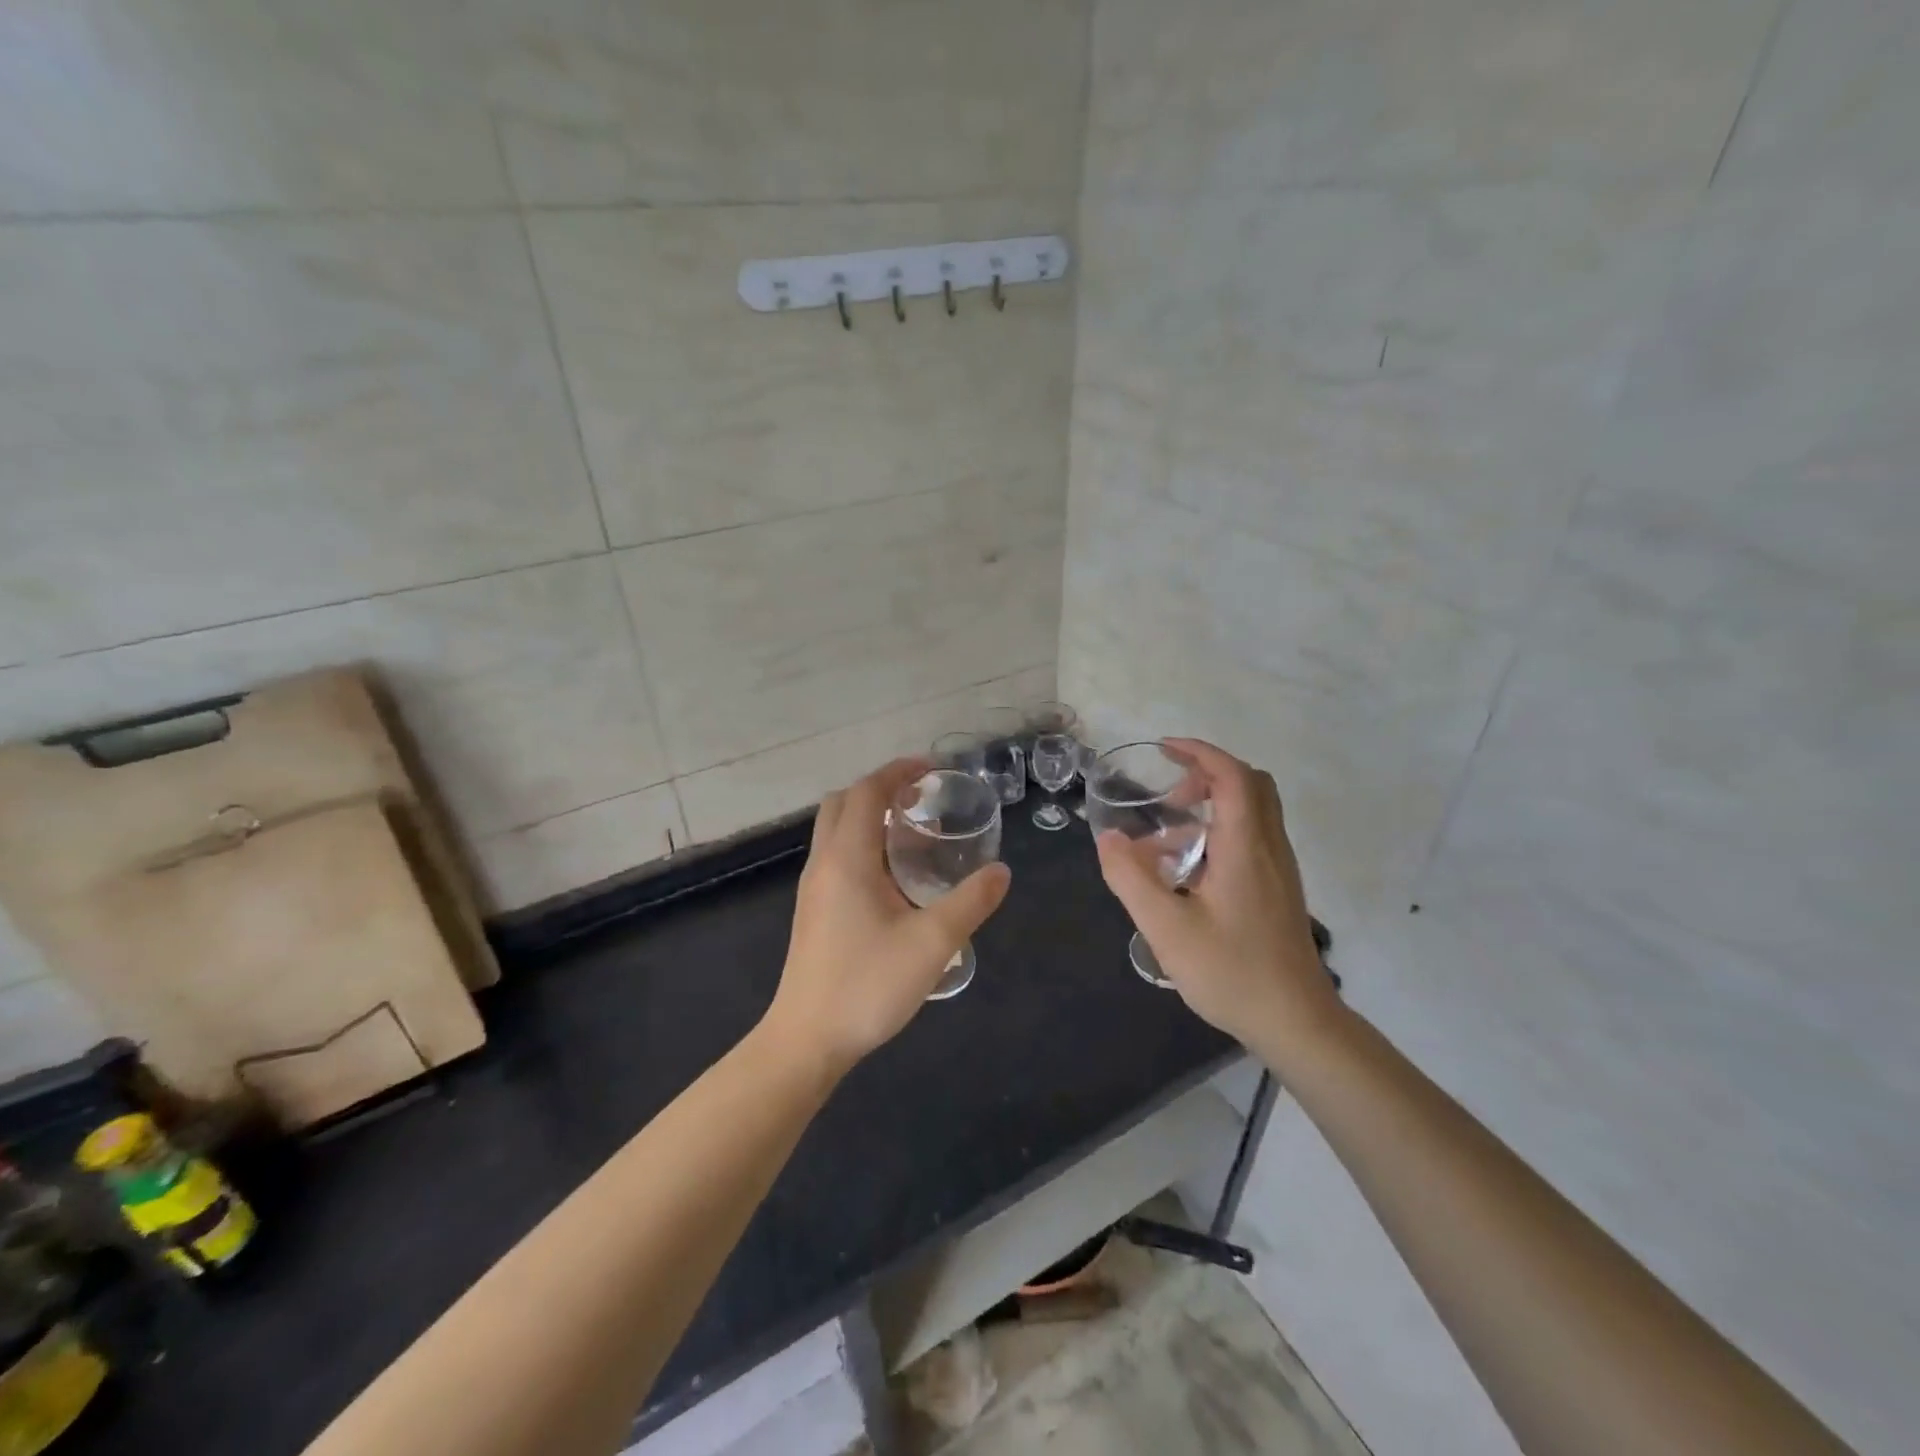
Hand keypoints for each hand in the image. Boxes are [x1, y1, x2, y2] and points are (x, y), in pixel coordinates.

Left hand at [764, 758, 1011, 1073]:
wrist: (807, 1040)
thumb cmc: (867, 985)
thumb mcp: (932, 943)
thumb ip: (970, 903)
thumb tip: (1001, 872)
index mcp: (847, 858)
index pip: (866, 792)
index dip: (897, 772)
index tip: (931, 769)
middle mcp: (823, 863)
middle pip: (843, 803)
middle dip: (880, 788)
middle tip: (921, 797)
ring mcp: (813, 888)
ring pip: (835, 830)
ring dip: (869, 816)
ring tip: (913, 831)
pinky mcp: (813, 911)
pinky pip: (836, 856)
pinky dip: (862, 843)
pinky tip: (893, 876)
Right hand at [1094, 739, 1341, 1058]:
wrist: (1295, 1022)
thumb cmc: (1231, 972)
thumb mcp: (1166, 928)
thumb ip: (1131, 879)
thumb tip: (1108, 839)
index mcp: (1246, 847)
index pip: (1232, 776)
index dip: (1199, 753)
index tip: (1164, 749)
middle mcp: (1269, 848)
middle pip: (1250, 784)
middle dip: (1207, 775)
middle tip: (1168, 795)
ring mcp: (1279, 870)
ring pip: (1252, 813)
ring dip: (1210, 808)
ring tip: (1163, 844)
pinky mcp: (1278, 890)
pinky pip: (1251, 840)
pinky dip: (1218, 835)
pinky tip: (1186, 876)